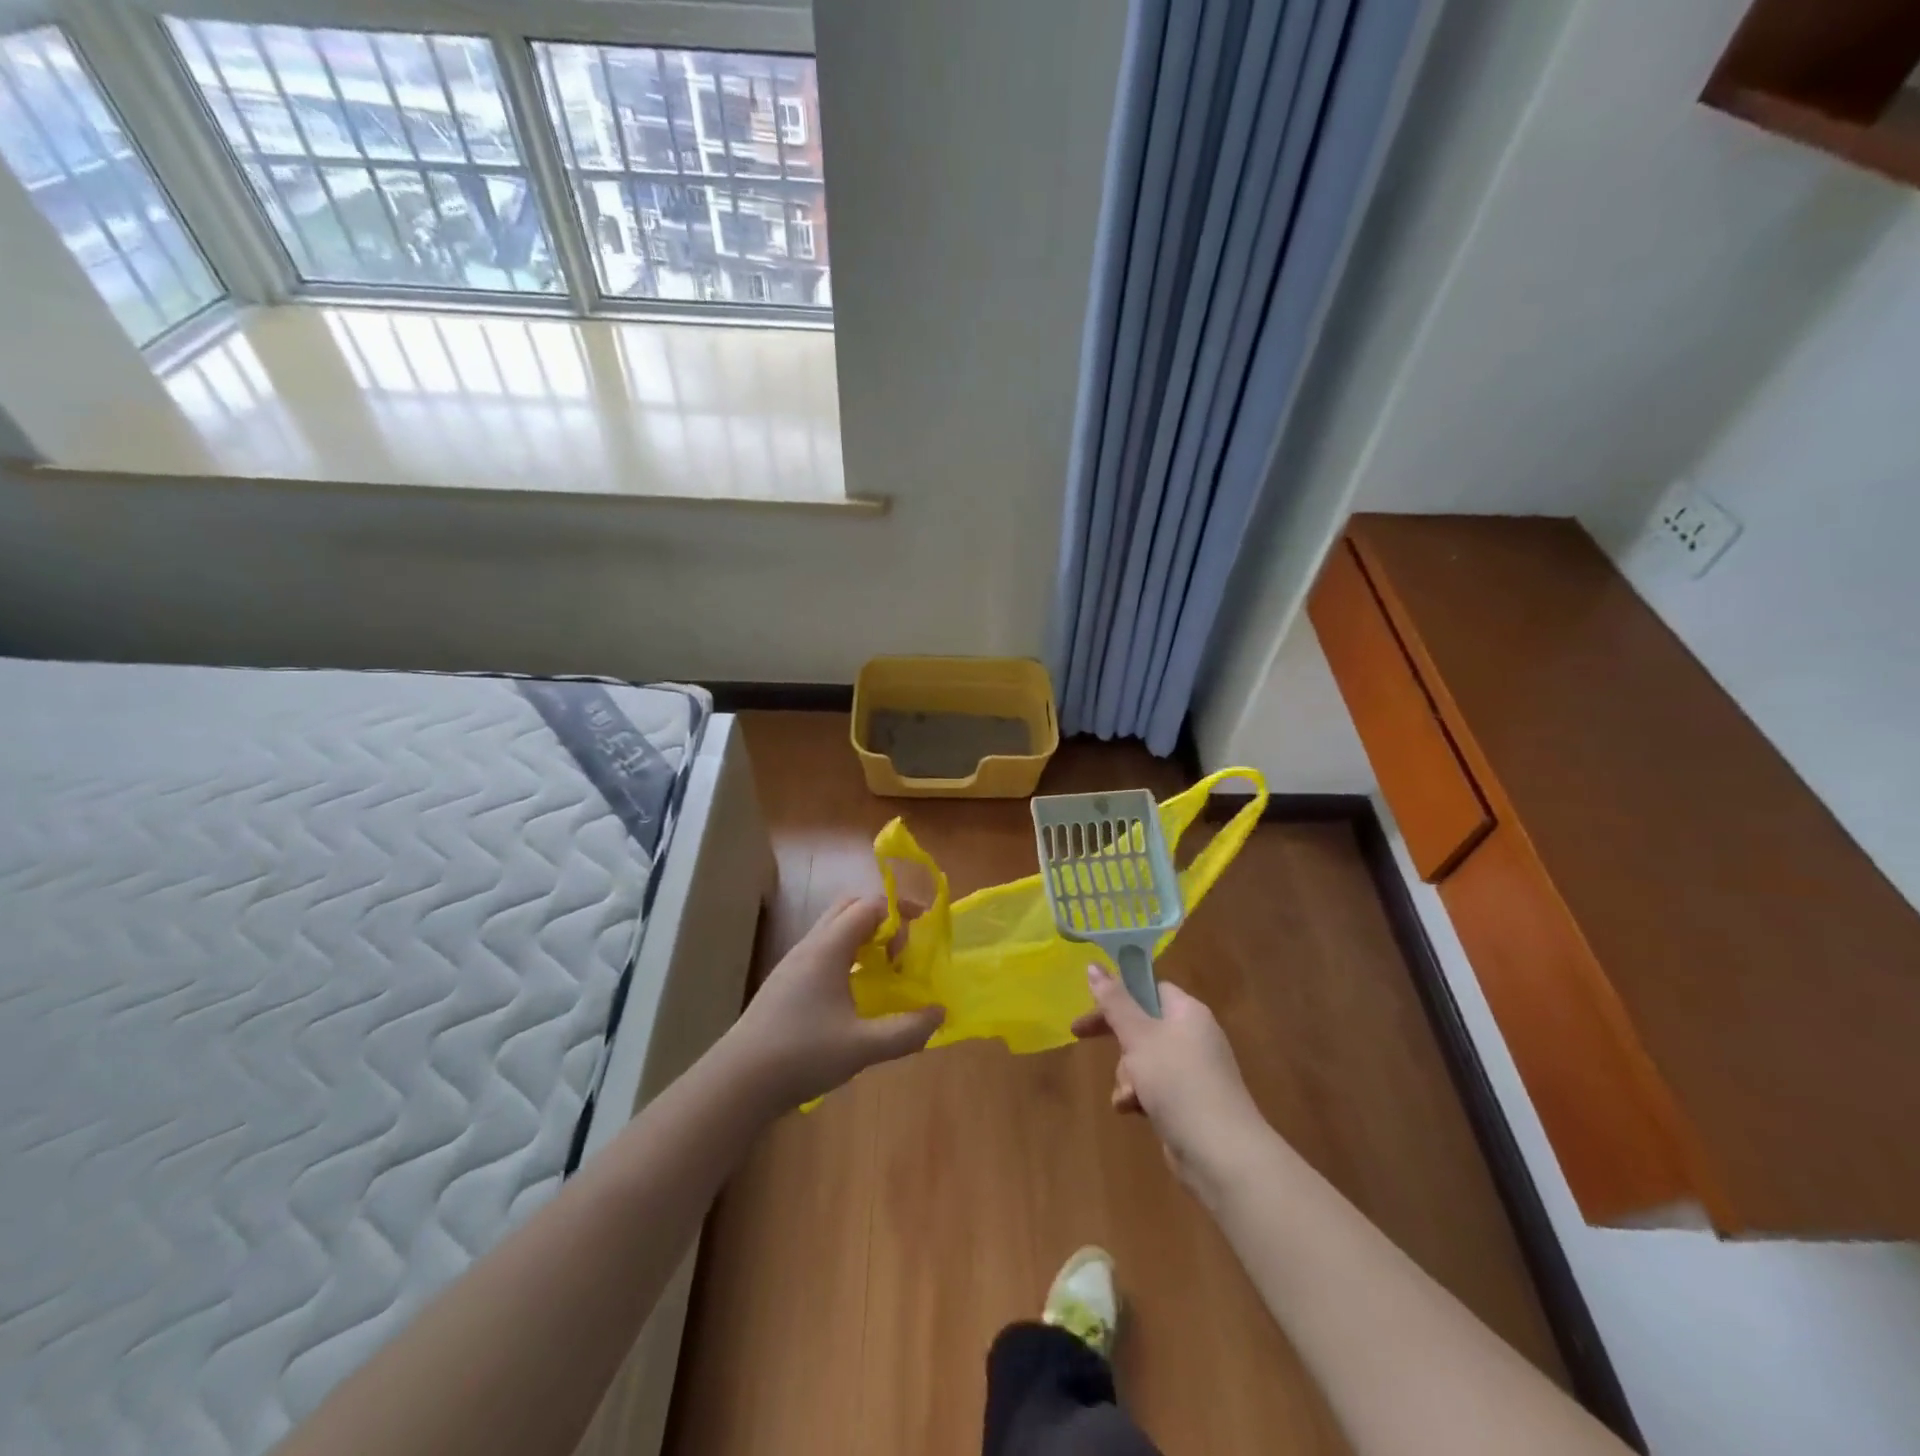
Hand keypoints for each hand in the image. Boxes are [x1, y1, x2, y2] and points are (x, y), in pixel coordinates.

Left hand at [726, 895, 944, 1109]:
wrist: (738, 1081)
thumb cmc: (802, 1055)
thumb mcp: (863, 1047)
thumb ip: (906, 1030)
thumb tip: (940, 1012)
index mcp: (828, 948)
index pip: (869, 906)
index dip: (900, 912)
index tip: (923, 932)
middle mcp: (810, 945)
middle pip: (849, 908)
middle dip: (882, 919)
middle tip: (903, 949)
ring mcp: (793, 963)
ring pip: (834, 929)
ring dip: (864, 938)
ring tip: (886, 970)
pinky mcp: (785, 982)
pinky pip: (823, 950)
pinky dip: (847, 955)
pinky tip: (856, 993)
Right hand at [1072, 966, 1268, 1200]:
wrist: (1221, 1154)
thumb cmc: (1178, 1082)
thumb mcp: (1139, 1036)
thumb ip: (1114, 1001)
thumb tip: (1093, 965)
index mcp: (1187, 1012)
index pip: (1150, 988)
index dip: (1119, 993)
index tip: (1090, 1003)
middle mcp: (1193, 1036)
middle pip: (1143, 1024)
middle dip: (1117, 1039)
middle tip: (1081, 1036)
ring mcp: (1193, 1071)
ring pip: (1144, 1059)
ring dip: (1126, 1074)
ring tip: (1128, 1094)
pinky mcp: (1189, 1103)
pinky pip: (1155, 1087)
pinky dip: (1139, 1096)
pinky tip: (1132, 1110)